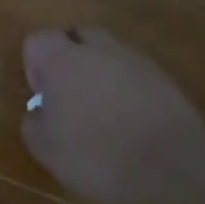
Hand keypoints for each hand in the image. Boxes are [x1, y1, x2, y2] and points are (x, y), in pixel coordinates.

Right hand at [20, 27, 204, 203]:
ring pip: (112, 53)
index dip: (34, 63)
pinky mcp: (168, 81)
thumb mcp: (43, 146)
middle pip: (80, 34)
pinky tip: (128, 120)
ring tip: (100, 109)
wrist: (170, 169)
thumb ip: (34, 120)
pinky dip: (128, 88)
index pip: (39, 39)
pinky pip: (137, 73)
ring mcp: (139, 64)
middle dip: (70, 55)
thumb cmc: (93, 155)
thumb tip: (42, 111)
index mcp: (63, 61)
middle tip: (67, 91)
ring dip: (101, 71)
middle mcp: (101, 52)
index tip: (41, 93)